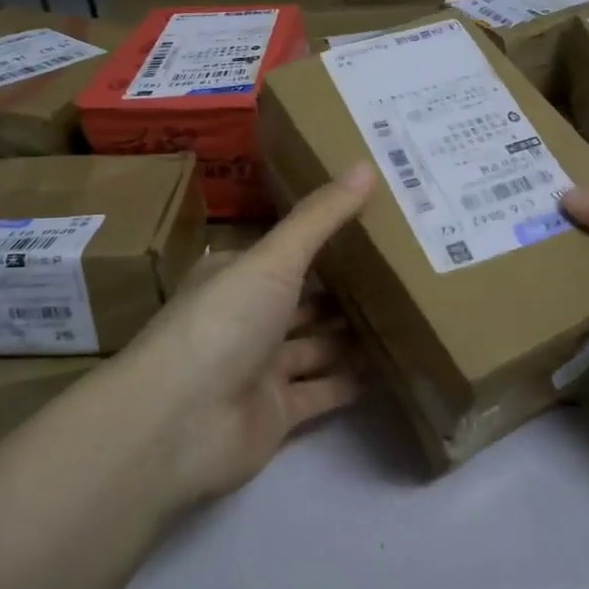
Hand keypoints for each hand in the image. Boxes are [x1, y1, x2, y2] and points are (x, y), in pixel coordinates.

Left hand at [121, 165, 377, 507]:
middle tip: (404, 271)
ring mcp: (260, 368)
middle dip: (346, 290)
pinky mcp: (276, 414)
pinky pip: (323, 393)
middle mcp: (247, 319)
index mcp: (236, 276)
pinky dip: (352, 382)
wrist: (179, 424)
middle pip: (304, 300)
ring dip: (353, 335)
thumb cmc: (224, 323)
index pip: (287, 252)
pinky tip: (393, 367)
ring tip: (409, 315)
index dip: (326, 239)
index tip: (374, 224)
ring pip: (316, 346)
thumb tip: (367, 164)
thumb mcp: (274, 259)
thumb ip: (321, 218)